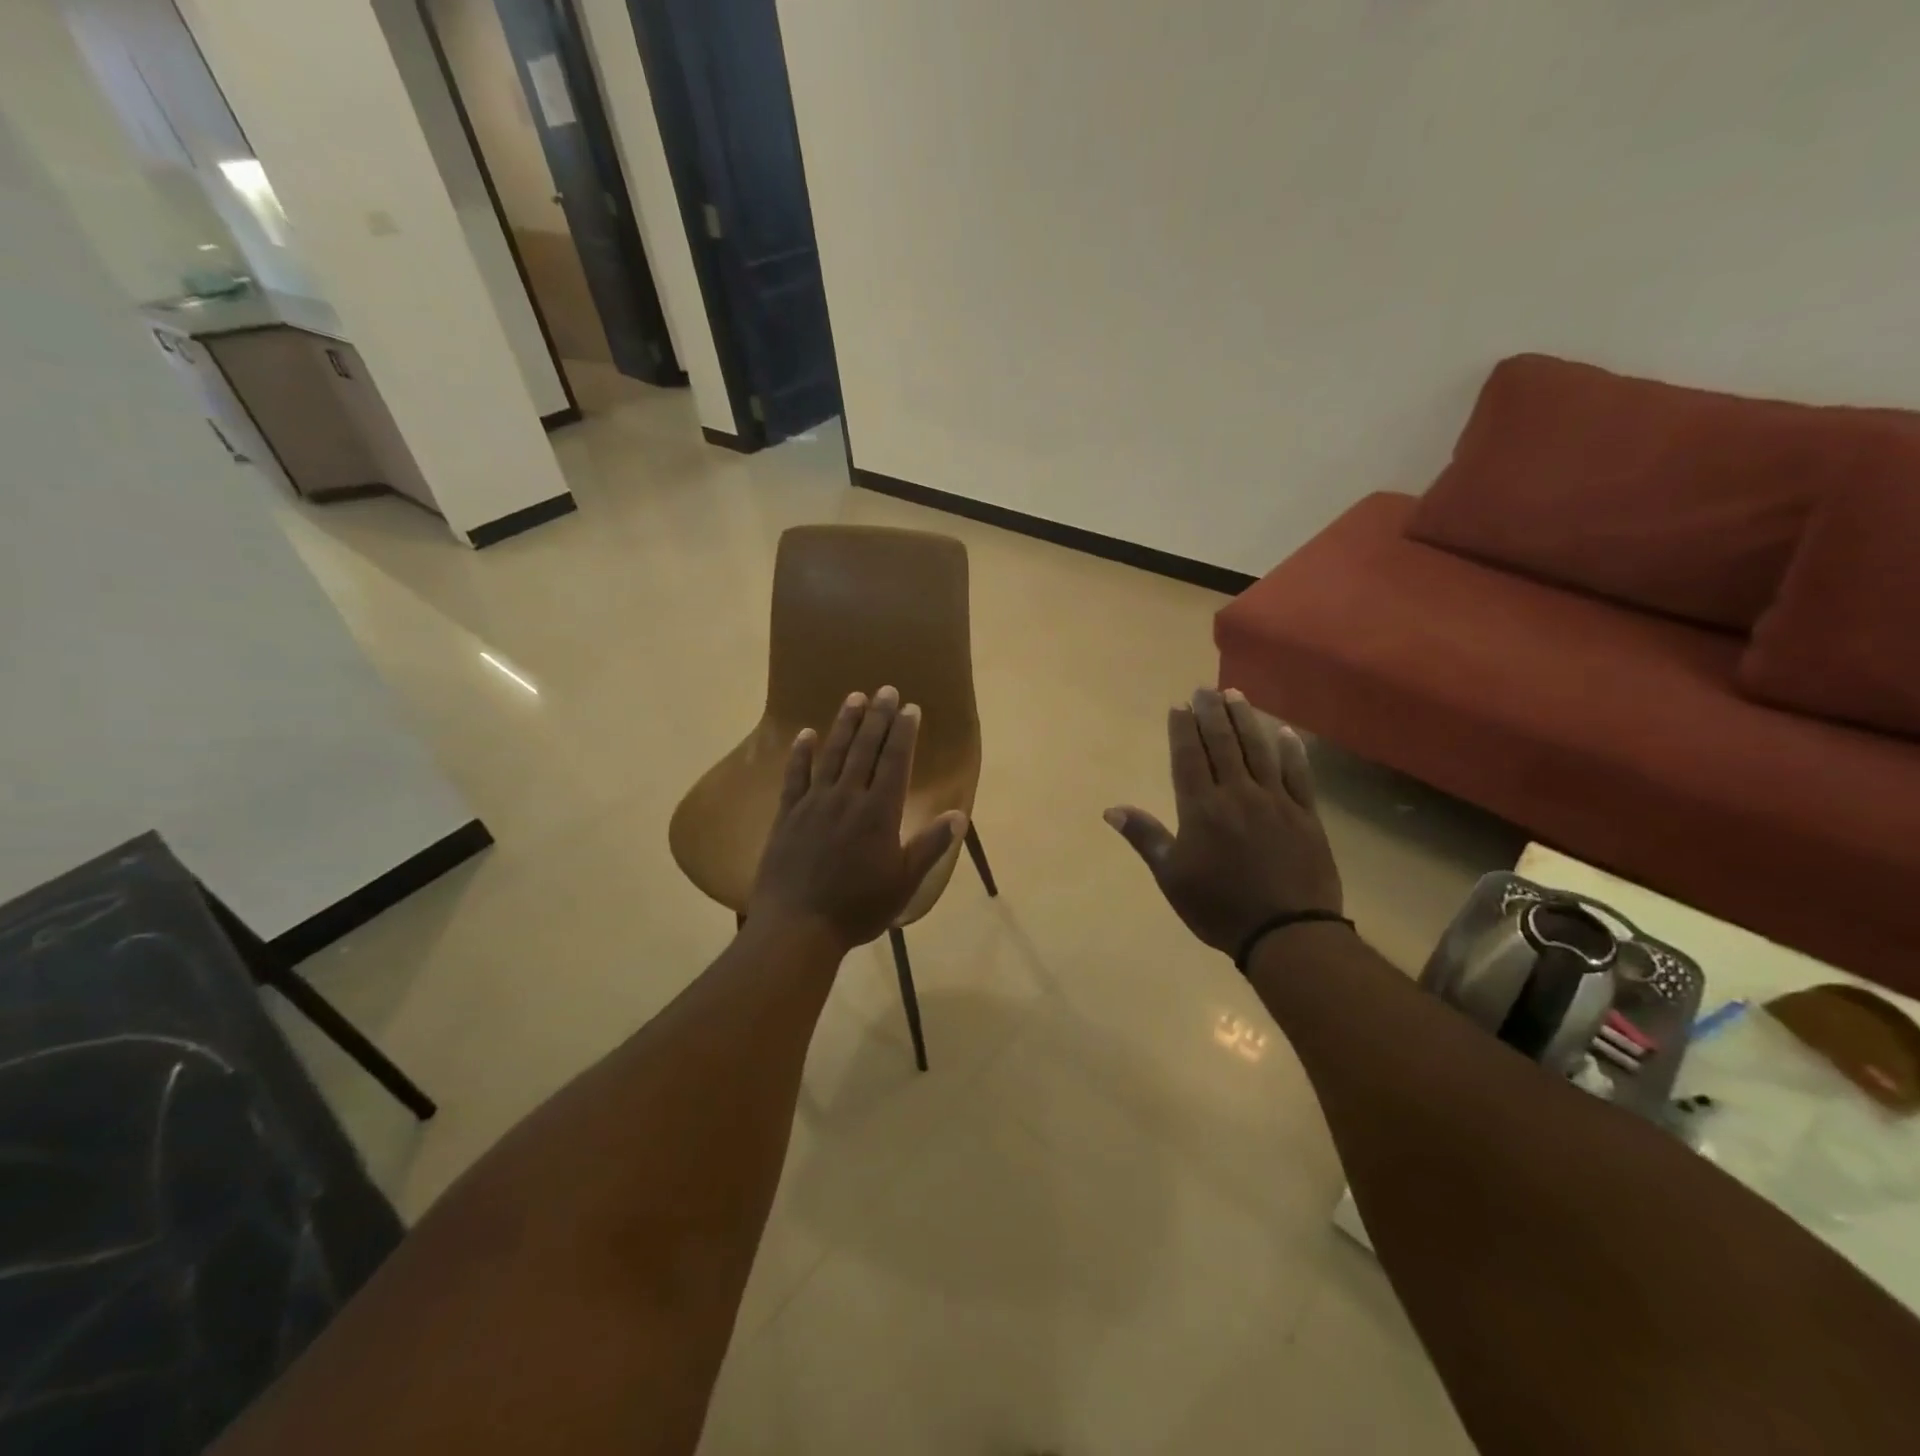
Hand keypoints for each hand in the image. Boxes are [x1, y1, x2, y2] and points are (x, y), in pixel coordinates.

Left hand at [747, 686, 965, 952]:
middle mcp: (847, 798)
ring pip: (832, 754)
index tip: (909, 708)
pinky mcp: (788, 815)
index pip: (894, 762)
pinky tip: (806, 734)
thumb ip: (931, 846)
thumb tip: (959, 814)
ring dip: (844, 724)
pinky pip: (795, 776)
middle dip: (877, 717)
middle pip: (865, 749)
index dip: (903, 733)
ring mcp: (814, 804)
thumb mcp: (904, 882)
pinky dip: (801, 753)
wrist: (797, 927)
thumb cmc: (858, 908)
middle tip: (885, 689)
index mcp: (879, 813)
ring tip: (854, 697)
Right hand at [1105, 687, 1342, 954]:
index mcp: (1202, 808)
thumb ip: (1145, 838)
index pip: (1189, 757)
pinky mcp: (1306, 815)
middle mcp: (1237, 794)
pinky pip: (1298, 774)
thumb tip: (1111, 809)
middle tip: (1204, 688)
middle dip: (1211, 713)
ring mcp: (1275, 801)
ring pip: (1258, 750)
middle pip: (1222, 744)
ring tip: (1235, 694)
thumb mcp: (1172, 877)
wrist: (1287, 933)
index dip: (1183, 729)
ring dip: (1245, 720)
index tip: (1180, 706)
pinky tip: (1283, 731)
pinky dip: (1291, 750)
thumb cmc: (1219, 907)